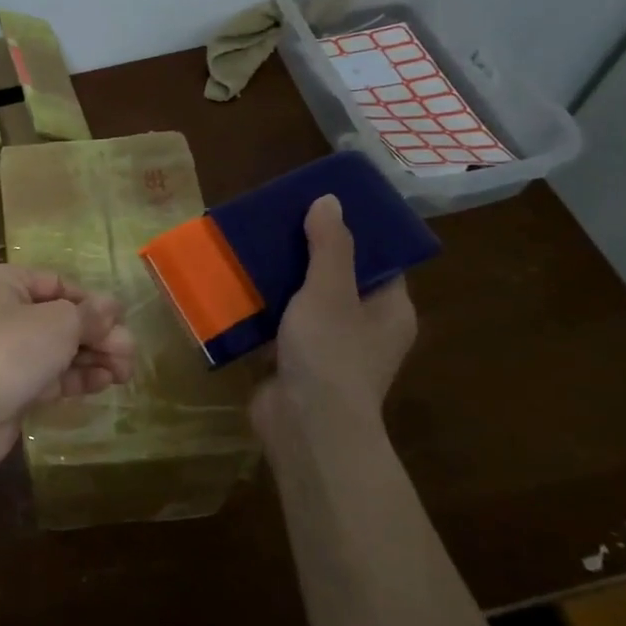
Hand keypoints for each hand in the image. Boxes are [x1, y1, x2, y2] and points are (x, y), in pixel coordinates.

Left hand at [0, 266, 135, 474]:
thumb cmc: (12, 351)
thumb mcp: (60, 324)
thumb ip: (90, 314)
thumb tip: (112, 306)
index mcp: (6, 283)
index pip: (58, 283)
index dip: (92, 301)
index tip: (121, 321)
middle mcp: (2, 312)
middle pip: (61, 318)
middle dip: (98, 334)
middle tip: (131, 354)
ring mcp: (5, 351)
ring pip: (58, 348)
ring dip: (93, 357)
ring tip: (126, 372)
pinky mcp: (10, 386)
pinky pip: (50, 374)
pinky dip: (76, 376)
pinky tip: (104, 383)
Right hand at [251, 195, 416, 450]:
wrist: (305, 426)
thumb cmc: (330, 353)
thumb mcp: (330, 290)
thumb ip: (329, 245)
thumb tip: (330, 200)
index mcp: (389, 309)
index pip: (378, 261)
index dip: (354, 233)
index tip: (322, 208)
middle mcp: (365, 328)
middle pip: (337, 279)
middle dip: (307, 253)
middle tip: (279, 222)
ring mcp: (330, 349)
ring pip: (305, 302)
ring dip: (280, 281)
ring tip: (252, 247)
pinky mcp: (296, 363)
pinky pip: (280, 326)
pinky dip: (263, 309)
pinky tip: (237, 287)